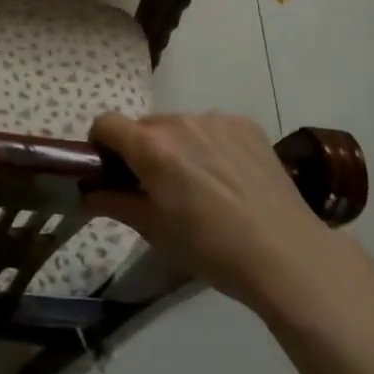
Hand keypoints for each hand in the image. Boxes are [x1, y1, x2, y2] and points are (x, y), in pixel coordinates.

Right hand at [87, 111, 337, 311]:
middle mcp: (180, 122)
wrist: (286, 254)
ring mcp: (216, 119)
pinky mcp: (246, 124)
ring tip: (201, 186)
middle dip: (142, 151)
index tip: (111, 171)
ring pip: (180, 126)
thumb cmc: (211, 249)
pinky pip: (212, 128)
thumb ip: (115, 204)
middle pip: (145, 126)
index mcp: (151, 147)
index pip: (106, 123)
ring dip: (177, 147)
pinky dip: (210, 145)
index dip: (101, 145)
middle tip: (158, 188)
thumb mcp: (155, 231)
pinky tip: (229, 179)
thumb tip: (87, 194)